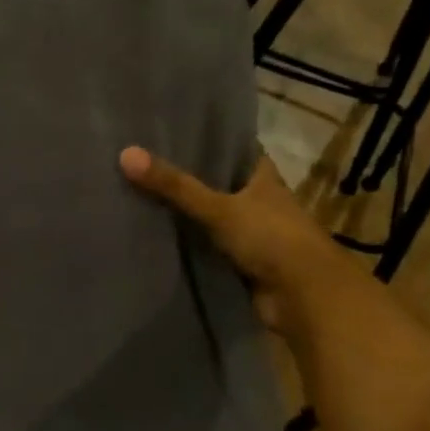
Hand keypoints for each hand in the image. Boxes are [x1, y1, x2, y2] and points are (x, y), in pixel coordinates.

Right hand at [120, 146, 350, 332]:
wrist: (304, 297)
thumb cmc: (271, 238)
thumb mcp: (218, 207)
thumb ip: (174, 186)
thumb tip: (125, 154)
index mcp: (264, 178)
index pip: (236, 150)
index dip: (209, 141)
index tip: (174, 133)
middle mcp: (259, 202)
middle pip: (220, 184)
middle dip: (189, 178)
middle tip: (145, 165)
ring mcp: (252, 234)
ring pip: (212, 217)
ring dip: (186, 214)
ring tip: (141, 197)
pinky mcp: (241, 263)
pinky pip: (207, 247)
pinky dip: (188, 244)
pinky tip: (156, 237)